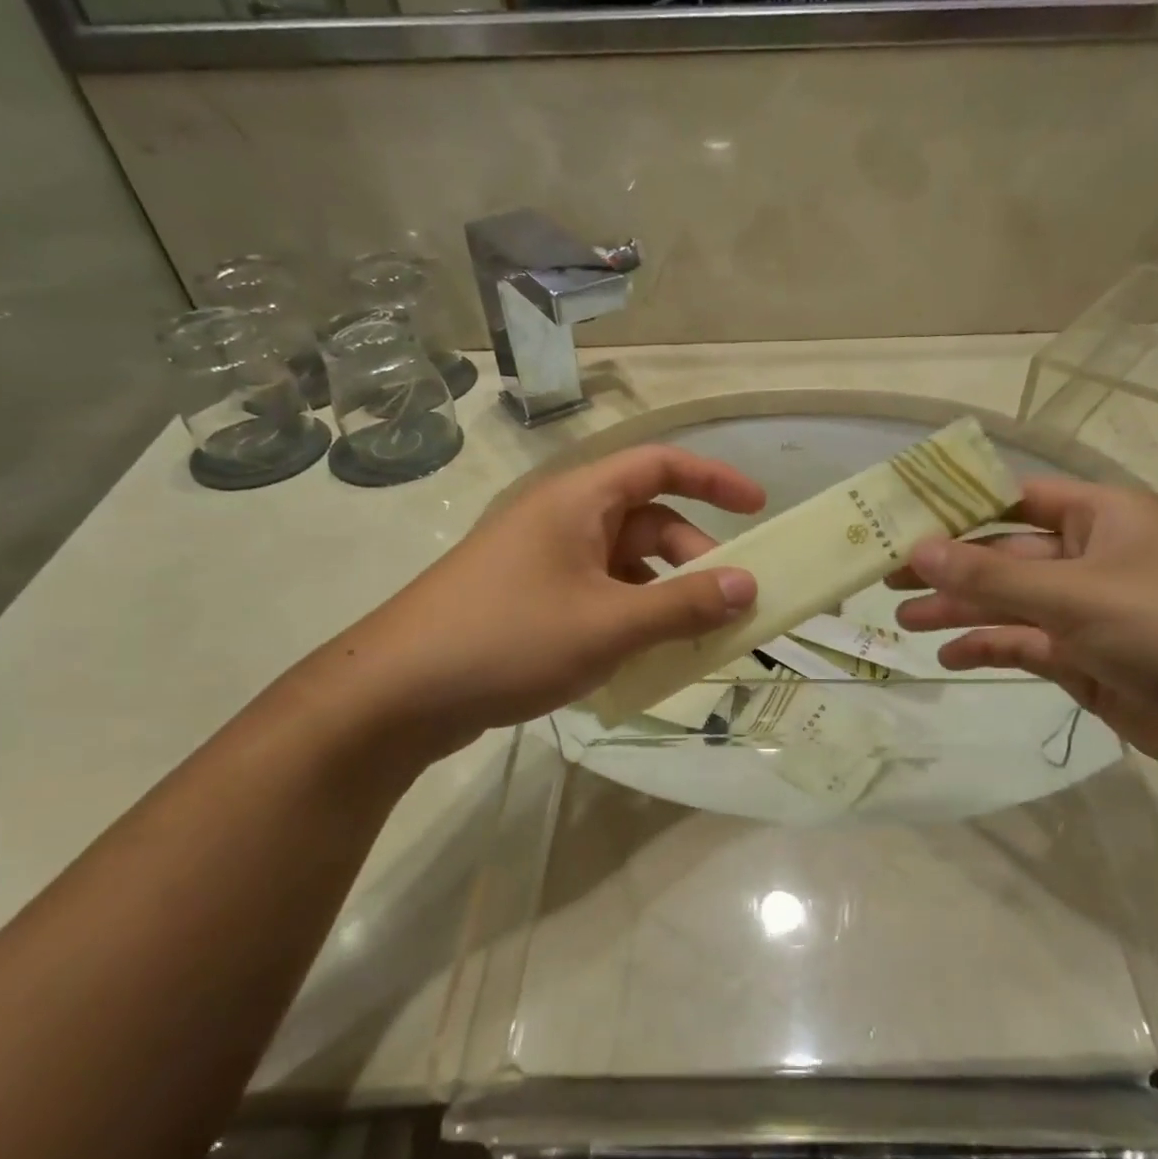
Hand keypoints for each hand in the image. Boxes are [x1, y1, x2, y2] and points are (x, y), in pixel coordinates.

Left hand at [338, 446, 762, 741]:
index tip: (758, 507)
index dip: (713, 478)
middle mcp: (561, 521)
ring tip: (692, 639)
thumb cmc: (508, 640)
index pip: (658, 465)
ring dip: (663, 594)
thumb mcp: (608, 624)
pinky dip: (630, 616)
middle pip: (646, 521)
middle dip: (693, 556)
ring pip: (623, 565)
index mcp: (577, 501)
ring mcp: (542, 562)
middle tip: (728, 604)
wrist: (398, 693)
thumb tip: (748, 586)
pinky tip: (643, 657)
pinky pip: (598, 596)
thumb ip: (683, 605)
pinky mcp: (529, 601)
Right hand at [891, 478, 1157, 791]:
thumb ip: (991, 577)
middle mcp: (1093, 558)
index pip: (1015, 499)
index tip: (901, 519)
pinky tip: (950, 658)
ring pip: (1009, 604)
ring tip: (903, 621)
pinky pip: (1025, 646)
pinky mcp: (1088, 661)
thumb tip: (916, 549)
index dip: (957, 507)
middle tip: (885, 578)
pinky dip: (989, 650)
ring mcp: (1090, 613)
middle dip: (948, 567)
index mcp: (1101, 517)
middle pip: (1004, 555)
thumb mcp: (1077, 594)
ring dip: (959, 611)